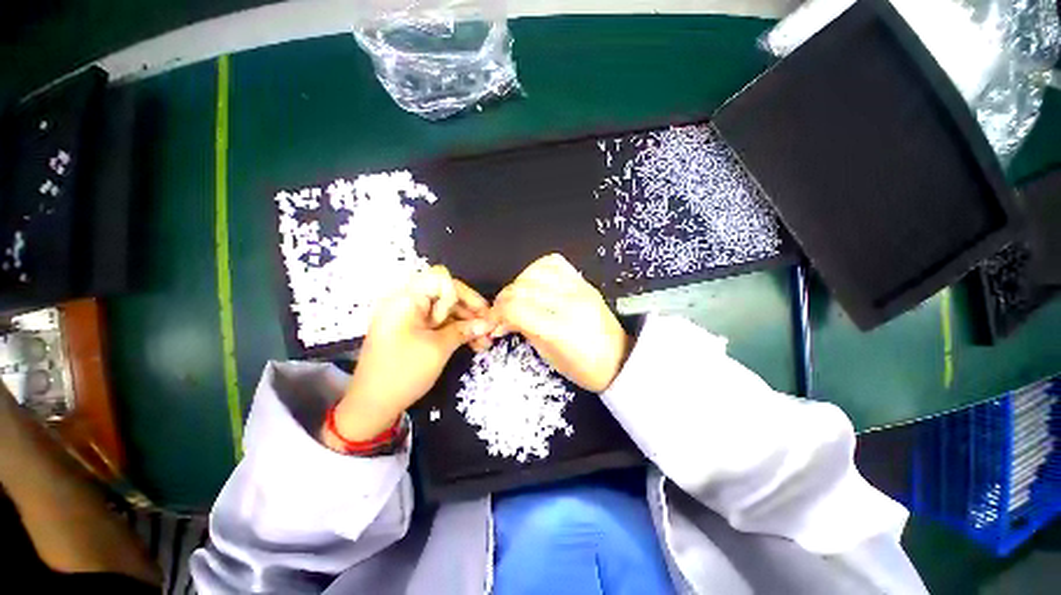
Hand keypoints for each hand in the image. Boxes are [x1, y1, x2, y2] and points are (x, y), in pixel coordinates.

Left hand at [327, 266, 494, 445]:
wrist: (371, 406)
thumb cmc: (404, 372)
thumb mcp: (439, 348)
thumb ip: (465, 330)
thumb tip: (489, 322)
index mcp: (406, 299)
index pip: (442, 279)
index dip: (464, 295)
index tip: (480, 314)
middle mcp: (405, 302)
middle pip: (446, 295)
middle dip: (469, 312)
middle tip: (489, 330)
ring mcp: (407, 317)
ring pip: (445, 311)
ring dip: (466, 324)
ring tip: (484, 342)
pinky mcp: (410, 330)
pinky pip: (437, 323)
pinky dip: (454, 331)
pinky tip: (472, 343)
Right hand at [492, 254, 631, 392]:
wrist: (618, 358)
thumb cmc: (583, 367)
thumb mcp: (548, 355)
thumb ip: (524, 329)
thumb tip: (503, 317)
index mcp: (559, 329)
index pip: (515, 309)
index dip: (497, 313)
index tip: (494, 321)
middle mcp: (569, 303)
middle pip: (522, 288)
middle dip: (503, 300)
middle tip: (502, 313)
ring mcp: (579, 288)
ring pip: (535, 271)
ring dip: (518, 283)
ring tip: (518, 297)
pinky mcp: (584, 282)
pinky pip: (554, 263)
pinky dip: (537, 270)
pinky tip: (534, 283)